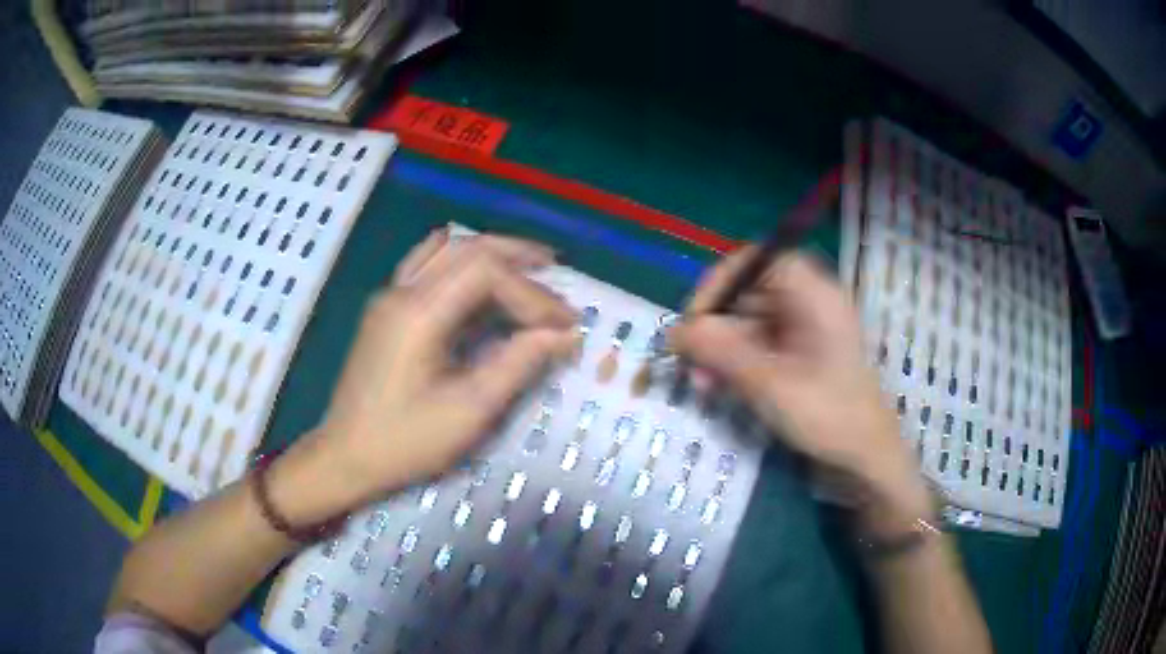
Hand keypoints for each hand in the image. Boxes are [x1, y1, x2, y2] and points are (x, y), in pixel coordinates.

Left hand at [270, 229, 576, 522]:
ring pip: (446, 249)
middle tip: (556, 271)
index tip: (563, 326)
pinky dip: (461, 261)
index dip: (531, 294)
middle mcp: (401, 291)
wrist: (345, 457)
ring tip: (527, 265)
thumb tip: (563, 335)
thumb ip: (519, 363)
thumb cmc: (406, 441)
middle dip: (516, 256)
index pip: (486, 273)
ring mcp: (389, 296)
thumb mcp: (470, 410)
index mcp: (419, 313)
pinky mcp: (386, 309)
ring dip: (489, 252)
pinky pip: (427, 264)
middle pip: (467, 247)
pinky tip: (479, 276)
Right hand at [670, 249, 930, 527]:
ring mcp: (804, 330)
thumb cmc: (829, 417)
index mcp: (814, 295)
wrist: (866, 460)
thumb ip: (723, 352)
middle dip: (715, 325)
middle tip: (688, 361)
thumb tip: (675, 330)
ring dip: (720, 348)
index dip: (721, 282)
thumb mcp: (771, 384)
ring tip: (700, 384)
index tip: (695, 319)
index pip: (757, 261)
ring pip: (748, 322)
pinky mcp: (798, 355)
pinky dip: (735, 362)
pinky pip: (758, 345)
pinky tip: (718, 387)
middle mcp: (808, 304)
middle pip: (749, 293)